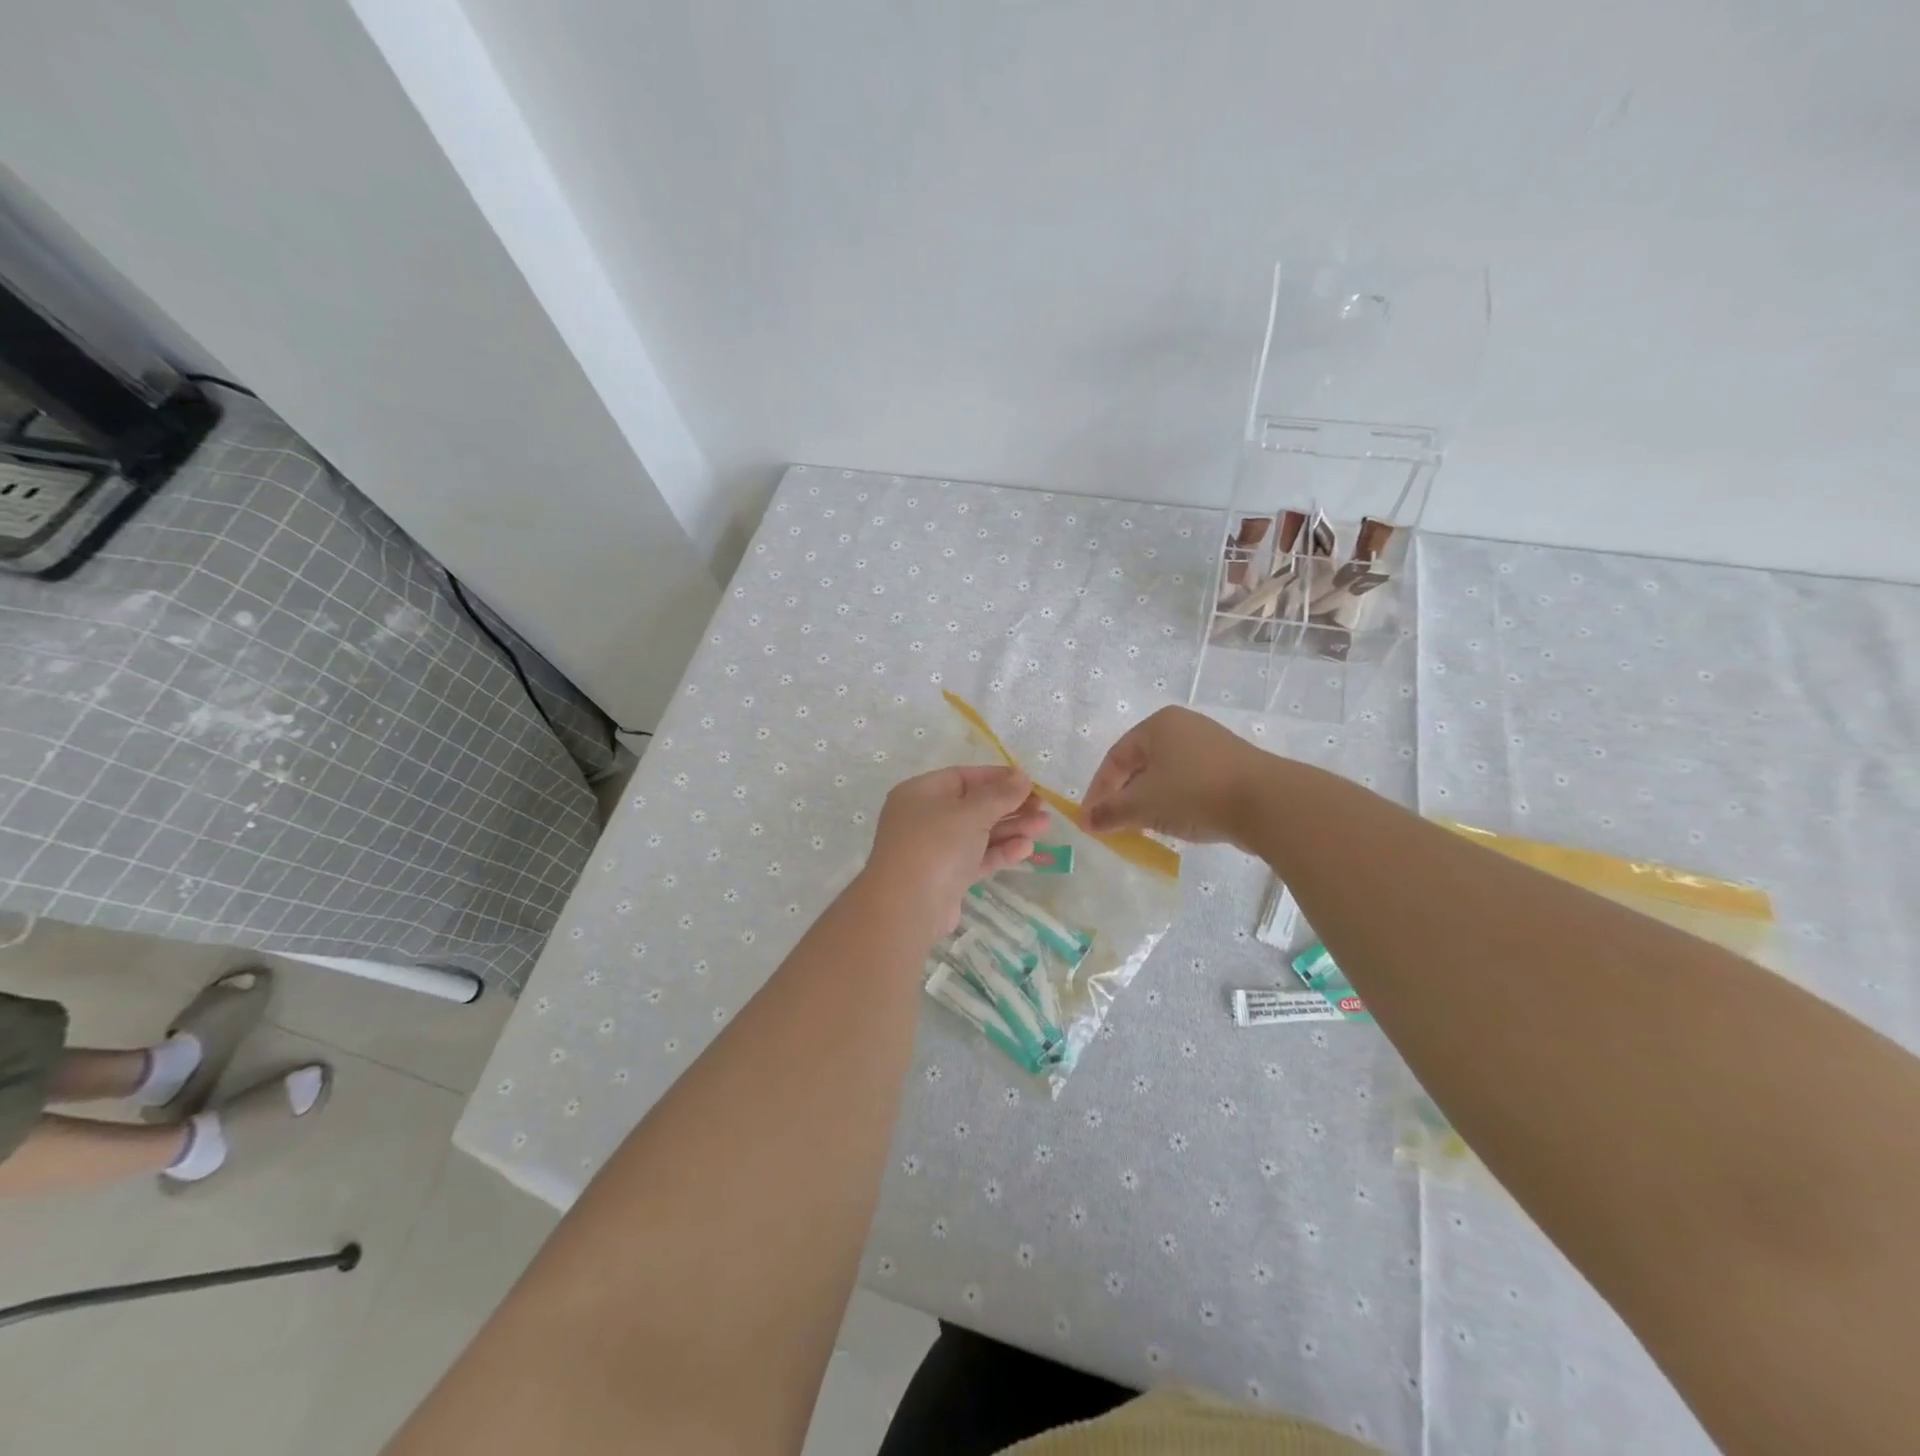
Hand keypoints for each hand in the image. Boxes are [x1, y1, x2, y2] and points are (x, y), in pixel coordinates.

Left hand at [862, 766, 1049, 937]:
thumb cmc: (936, 846)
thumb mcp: (971, 812)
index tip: (1028, 782)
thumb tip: (1022, 776)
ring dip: (1011, 829)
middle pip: (973, 806)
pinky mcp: (947, 877)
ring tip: (1045, 827)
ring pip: (978, 833)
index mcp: (920, 793)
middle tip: (1043, 807)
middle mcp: (924, 818)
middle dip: (1009, 806)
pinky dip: (1000, 852)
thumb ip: (1000, 794)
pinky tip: (1027, 849)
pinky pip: (977, 858)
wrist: (908, 908)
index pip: (963, 777)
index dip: (997, 777)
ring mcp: (935, 850)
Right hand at [1082, 706, 1266, 844]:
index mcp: (1157, 725)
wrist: (1268, 802)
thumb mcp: (1143, 804)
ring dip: (1148, 802)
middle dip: (1123, 797)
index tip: (1090, 820)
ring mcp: (1210, 746)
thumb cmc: (1194, 792)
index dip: (1098, 791)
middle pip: (1140, 765)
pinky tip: (1175, 824)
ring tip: (1141, 829)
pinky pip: (1190, 783)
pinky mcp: (1231, 767)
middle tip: (1113, 825)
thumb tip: (1086, 822)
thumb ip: (1111, 812)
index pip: (1115, 758)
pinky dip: (1175, 802)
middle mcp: (1183, 727)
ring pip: (1166, 776)